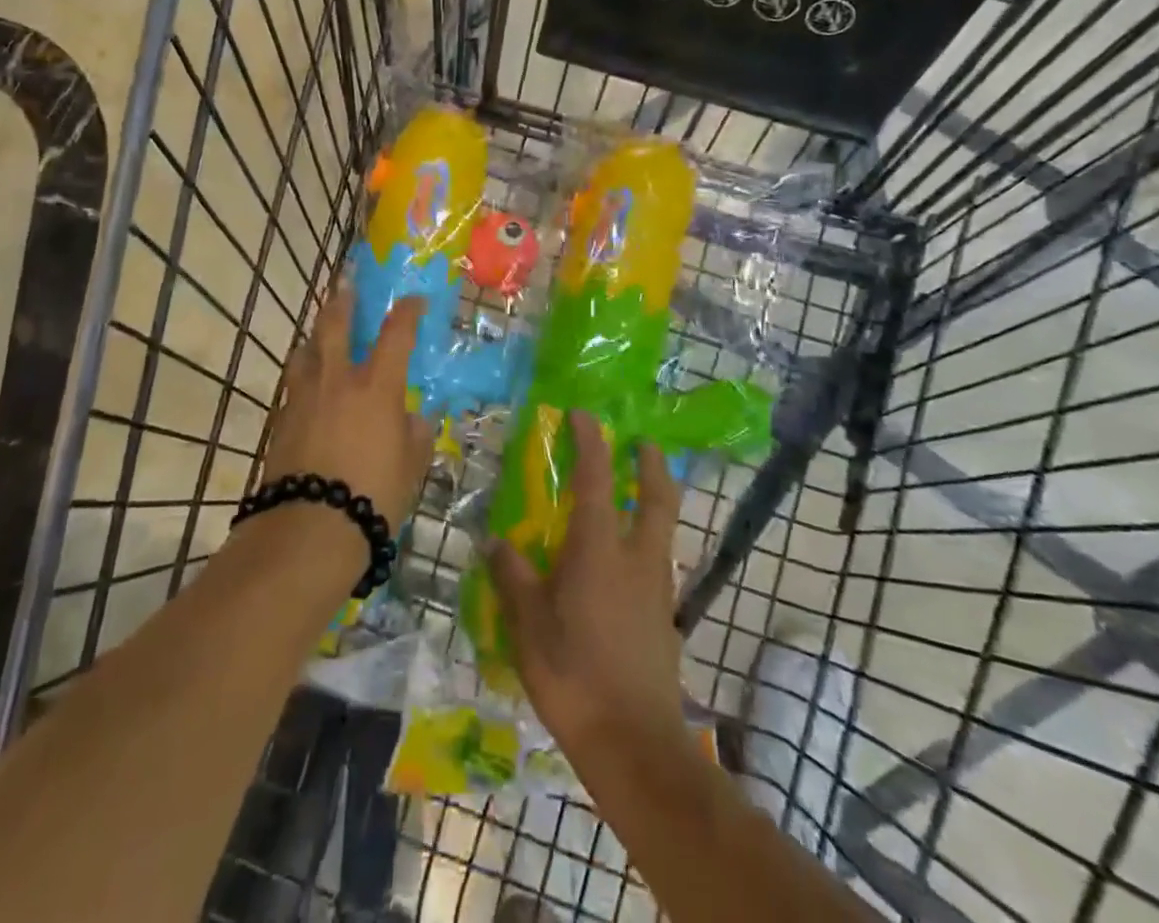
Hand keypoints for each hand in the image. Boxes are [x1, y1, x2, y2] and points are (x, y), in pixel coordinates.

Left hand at [260, 284, 433, 529]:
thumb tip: (415, 419)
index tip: (414, 300)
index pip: (396, 334)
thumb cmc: (373, 495)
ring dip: (315, 336)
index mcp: (377, 386)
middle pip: (336, 325)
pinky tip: (307, 385)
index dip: (407, 312)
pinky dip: (303, 374)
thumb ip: (415, 436)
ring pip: (306, 350)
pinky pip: (293, 384)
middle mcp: (338, 380)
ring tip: (320, 336)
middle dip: (344, 301)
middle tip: (347, 284)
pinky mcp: (281, 420)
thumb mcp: (410, 467)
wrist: (309, 527)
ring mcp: (304, 397)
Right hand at [487, 411, 686, 753]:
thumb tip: (493, 541)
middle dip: (651, 465)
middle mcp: (636, 559)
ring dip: (655, 500)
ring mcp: (657, 589)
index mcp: (598, 550)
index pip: (597, 479)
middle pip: (656, 497)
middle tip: (642, 443)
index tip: (583, 415)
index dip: (591, 441)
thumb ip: (512, 577)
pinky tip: (628, 562)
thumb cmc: (573, 674)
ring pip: (663, 529)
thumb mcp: (528, 625)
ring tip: (635, 495)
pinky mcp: (665, 618)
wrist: (633, 744)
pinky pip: (659, 562)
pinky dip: (649, 542)